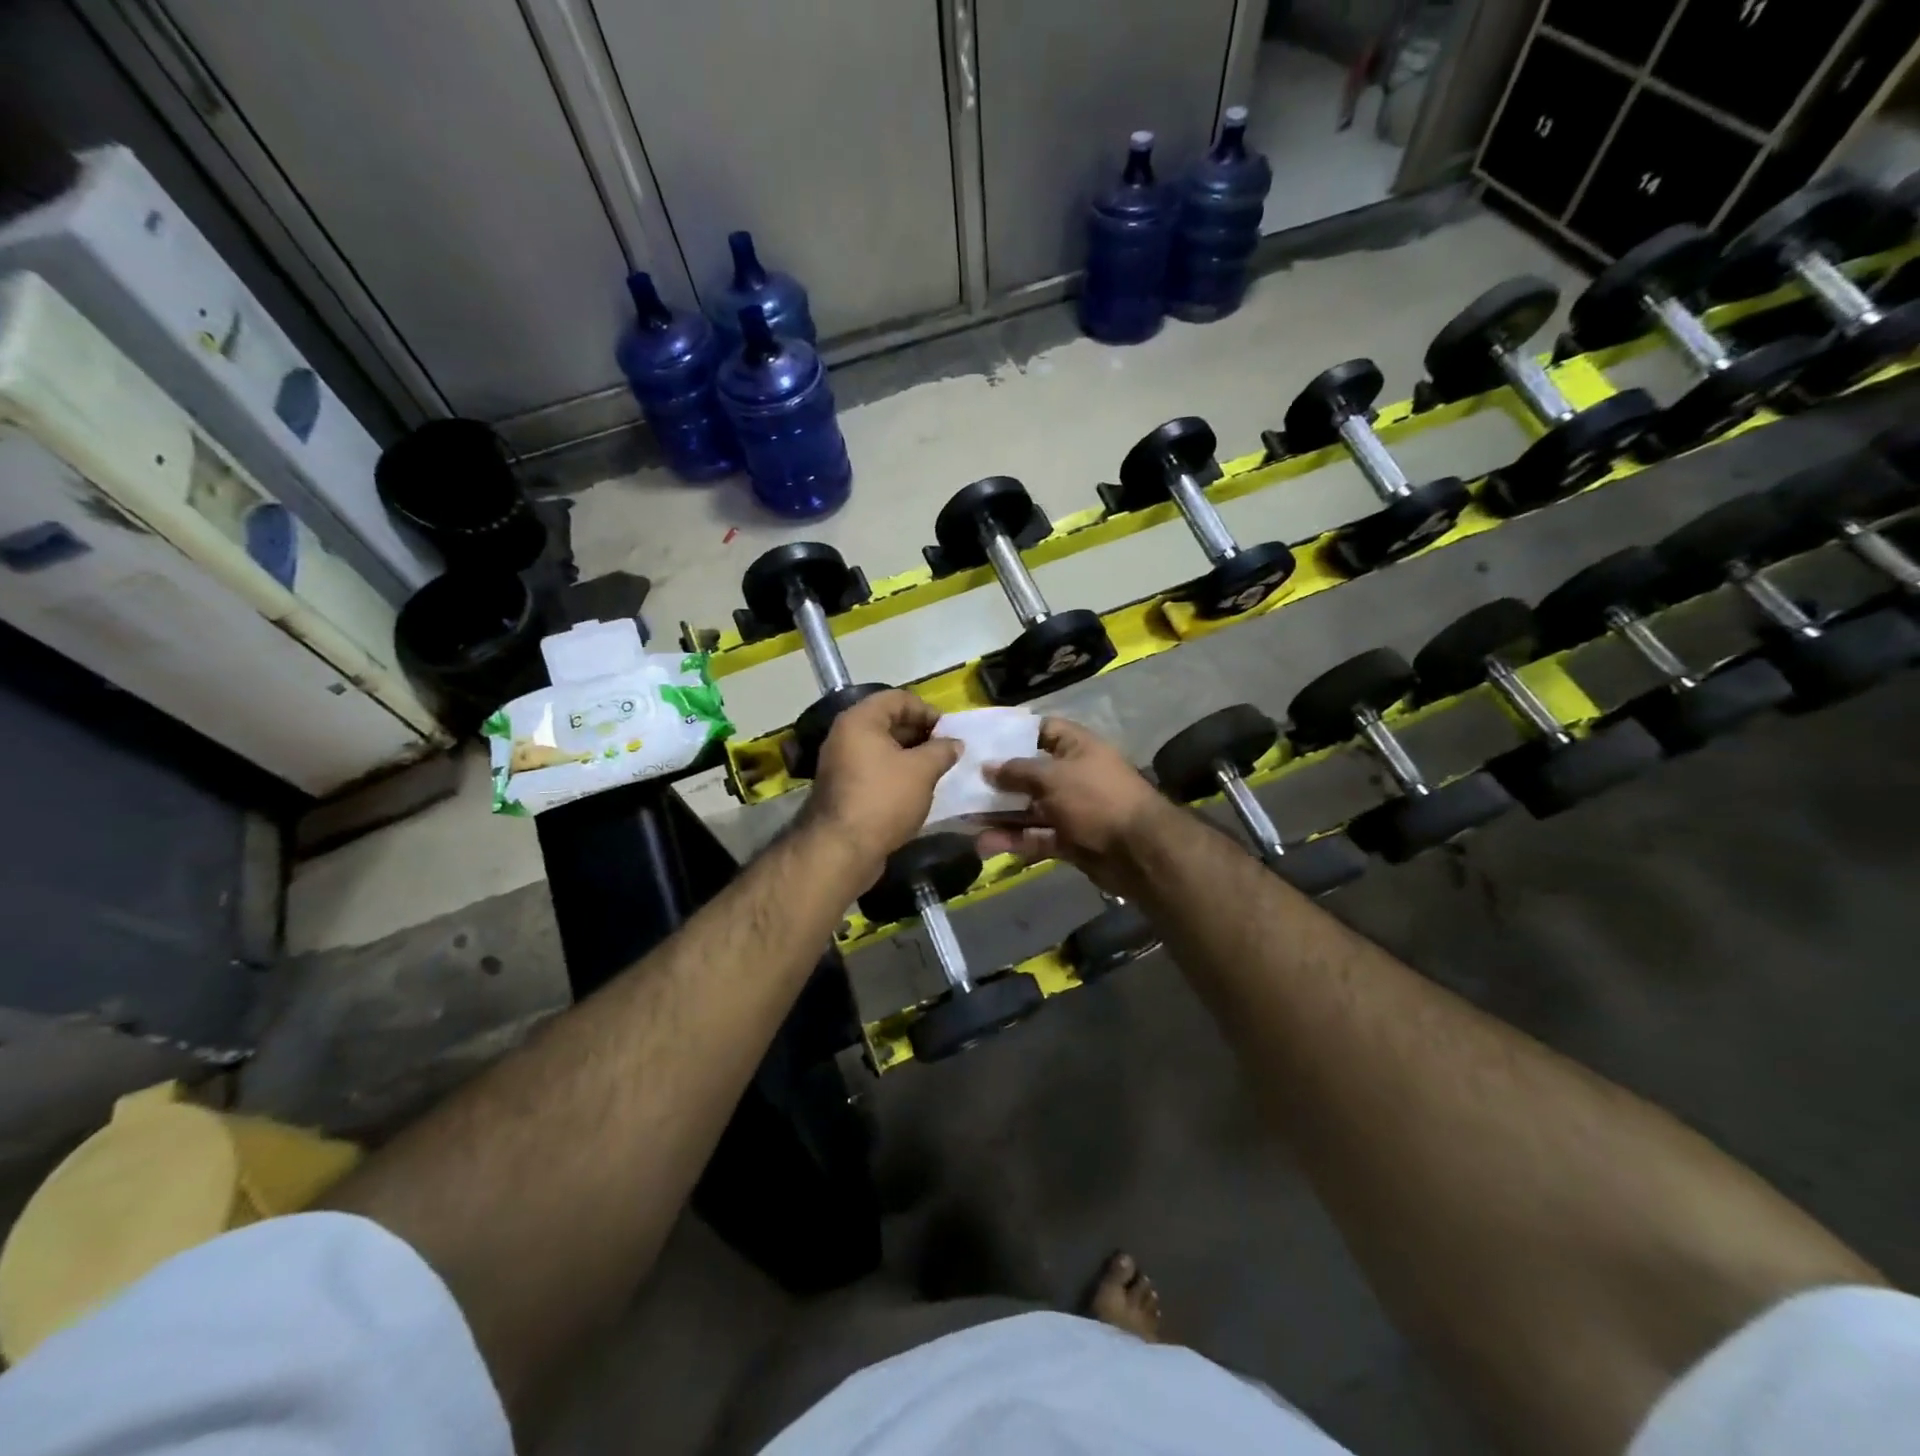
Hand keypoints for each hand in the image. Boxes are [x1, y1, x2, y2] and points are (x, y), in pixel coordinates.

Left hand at [800, 690, 961, 877]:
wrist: (842, 849)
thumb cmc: (884, 799)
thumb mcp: (922, 771)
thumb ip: (942, 750)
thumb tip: (955, 743)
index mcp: (860, 720)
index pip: (898, 698)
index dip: (927, 710)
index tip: (949, 731)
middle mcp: (845, 735)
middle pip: (888, 721)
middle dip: (920, 733)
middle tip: (946, 750)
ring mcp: (841, 763)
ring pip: (882, 748)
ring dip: (910, 755)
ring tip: (936, 770)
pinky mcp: (843, 788)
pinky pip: (874, 769)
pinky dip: (896, 772)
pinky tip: (916, 789)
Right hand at [977, 717, 1170, 893]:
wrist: (1138, 851)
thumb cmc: (1095, 798)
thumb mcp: (1052, 777)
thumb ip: (1017, 771)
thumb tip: (987, 767)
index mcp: (1077, 747)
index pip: (1042, 730)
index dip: (1013, 733)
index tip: (981, 740)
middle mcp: (1074, 774)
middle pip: (1030, 773)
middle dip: (998, 781)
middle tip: (962, 784)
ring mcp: (1073, 809)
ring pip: (1029, 809)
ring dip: (1000, 815)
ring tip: (966, 820)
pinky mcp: (1070, 840)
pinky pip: (1036, 836)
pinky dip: (1014, 840)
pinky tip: (985, 844)